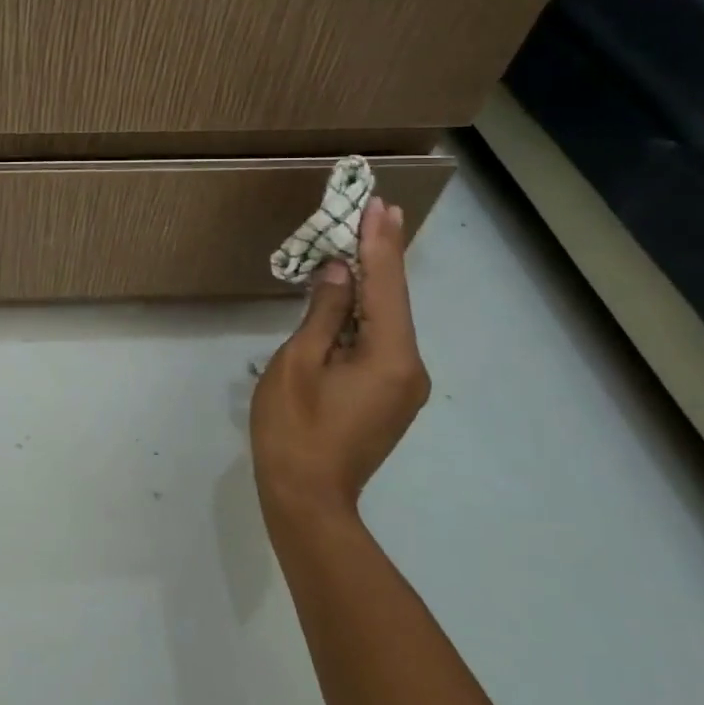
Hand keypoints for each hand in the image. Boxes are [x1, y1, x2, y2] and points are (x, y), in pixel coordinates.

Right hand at [250, 196, 429, 536]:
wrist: (307, 499)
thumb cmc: (294, 428)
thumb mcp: (298, 363)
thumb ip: (324, 314)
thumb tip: (340, 273)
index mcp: (390, 357)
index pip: (386, 286)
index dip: (379, 243)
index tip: (379, 205)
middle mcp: (409, 368)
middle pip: (393, 301)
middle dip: (381, 256)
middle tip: (376, 211)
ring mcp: (402, 386)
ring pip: (387, 322)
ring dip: (372, 284)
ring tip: (360, 242)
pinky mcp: (389, 398)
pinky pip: (380, 343)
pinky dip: (366, 314)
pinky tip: (353, 295)